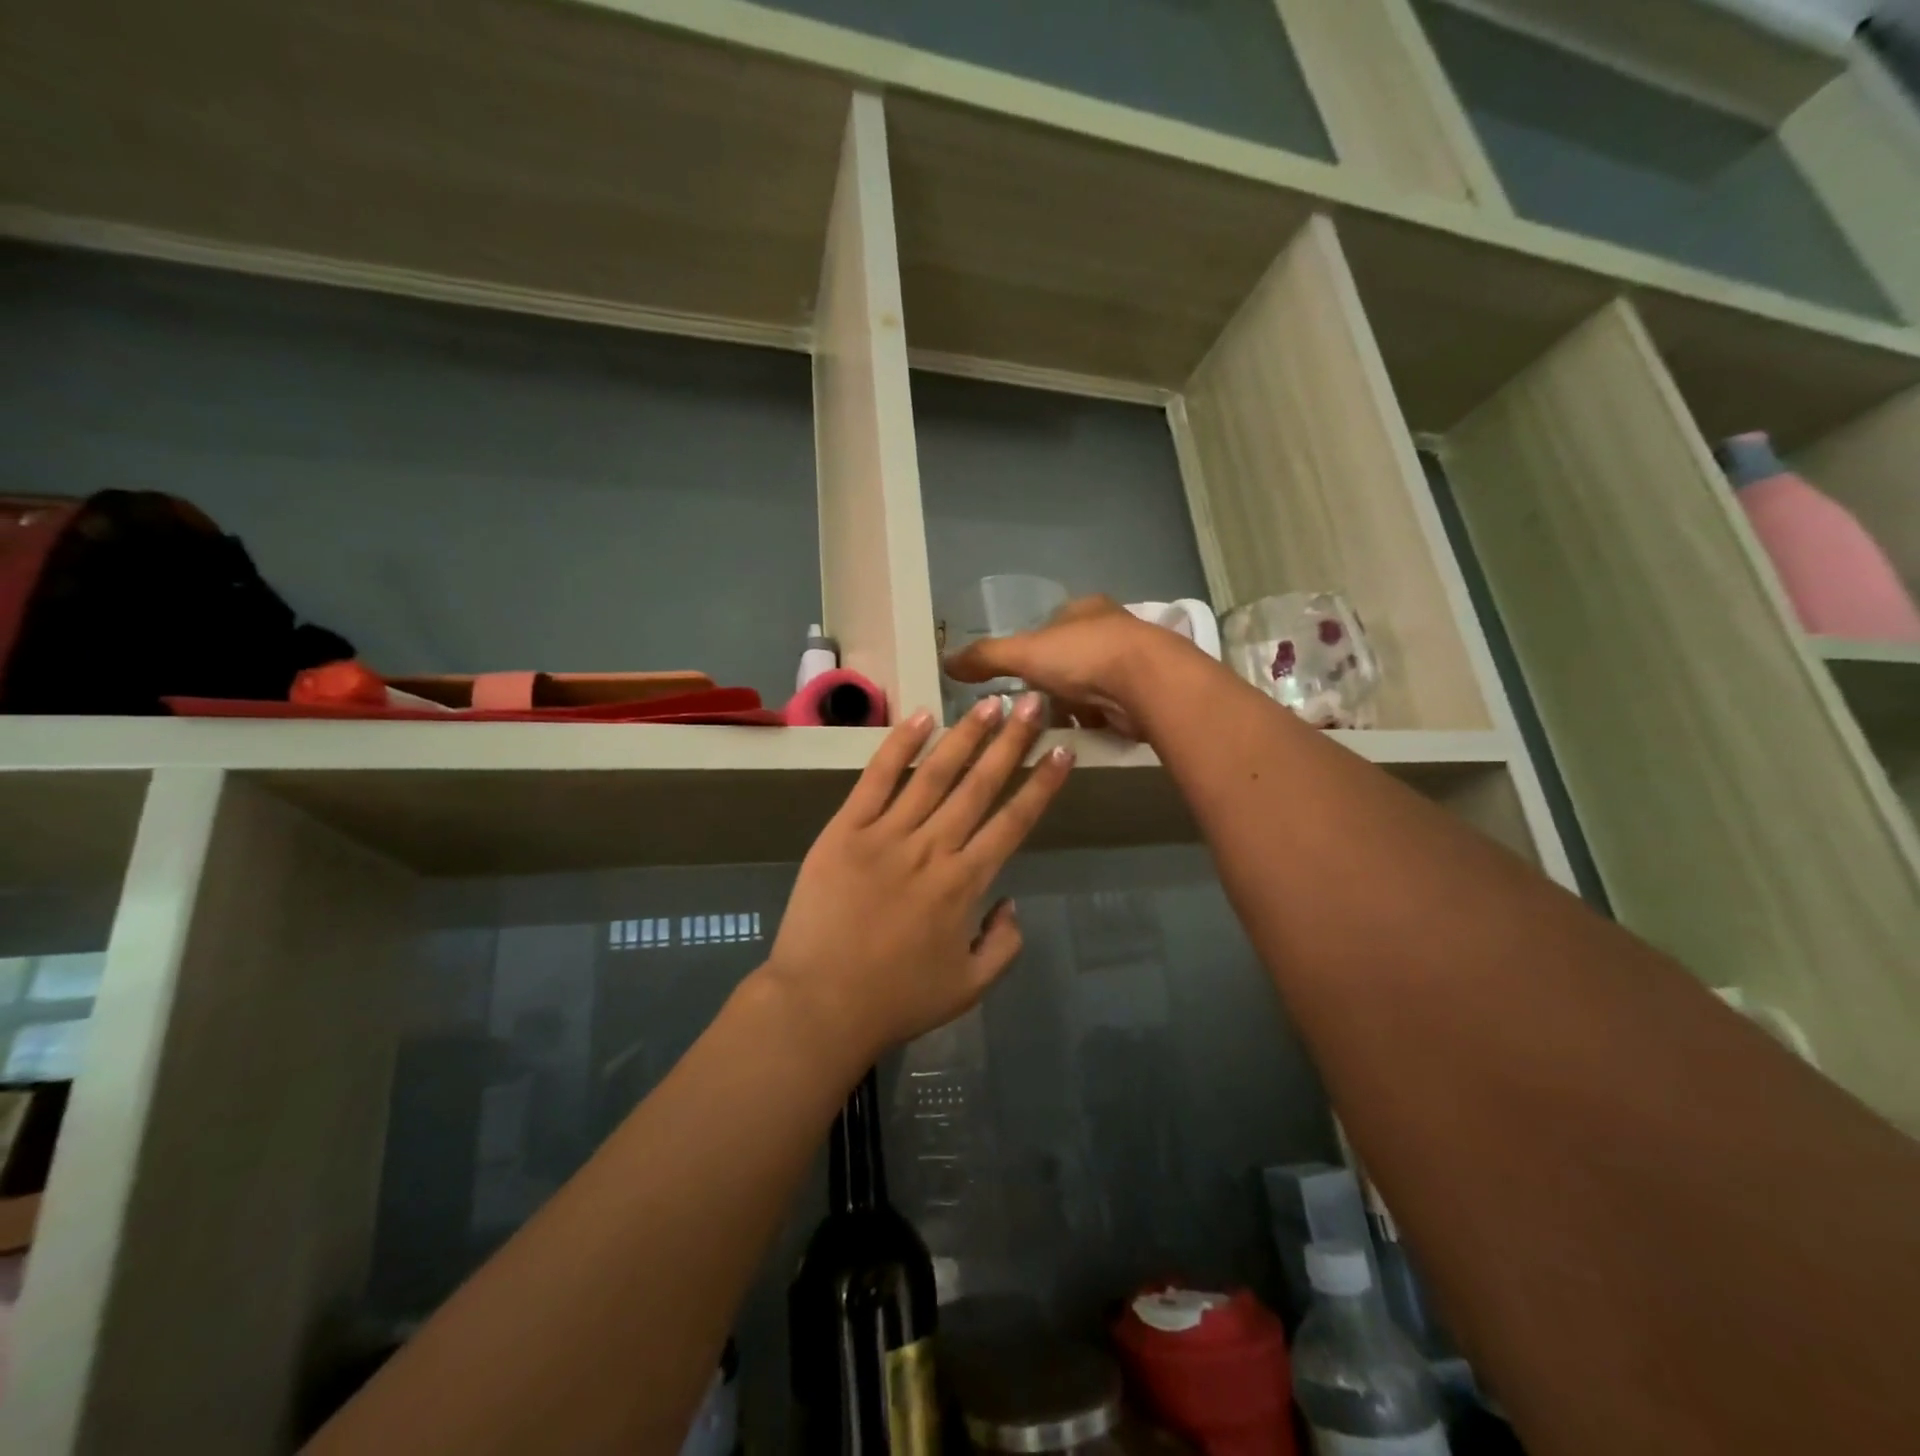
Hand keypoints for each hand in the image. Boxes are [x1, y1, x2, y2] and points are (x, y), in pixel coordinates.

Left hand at [763, 694, 1073, 1060]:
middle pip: (979, 785)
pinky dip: (898, 747)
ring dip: (965, 736)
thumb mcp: (969, 988)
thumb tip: (1011, 901)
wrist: (819, 1005)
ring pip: (933, 774)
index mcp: (964, 884)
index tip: (1061, 749)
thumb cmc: (896, 1000)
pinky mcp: (844, 831)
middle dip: (1011, 741)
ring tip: (990, 702)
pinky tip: (921, 718)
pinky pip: (875, 780)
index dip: (1041, 784)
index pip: (1014, 821)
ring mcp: (885, 835)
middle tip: (1035, 702)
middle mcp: (932, 849)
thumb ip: (1004, 945)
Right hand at [942, 596, 1188, 737]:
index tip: (1016, 674)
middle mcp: (1111, 629)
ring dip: (1071, 706)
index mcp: (1084, 609)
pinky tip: (1077, 736)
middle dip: (1051, 682)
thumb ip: (985, 657)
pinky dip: (1092, 722)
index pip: (1051, 625)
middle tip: (1028, 706)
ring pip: (1089, 686)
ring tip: (1048, 727)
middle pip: (1070, 657)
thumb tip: (945, 661)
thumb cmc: (1084, 657)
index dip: (1032, 648)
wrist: (1149, 684)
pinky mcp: (1143, 694)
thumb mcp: (1024, 653)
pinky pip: (1107, 709)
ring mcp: (1131, 662)